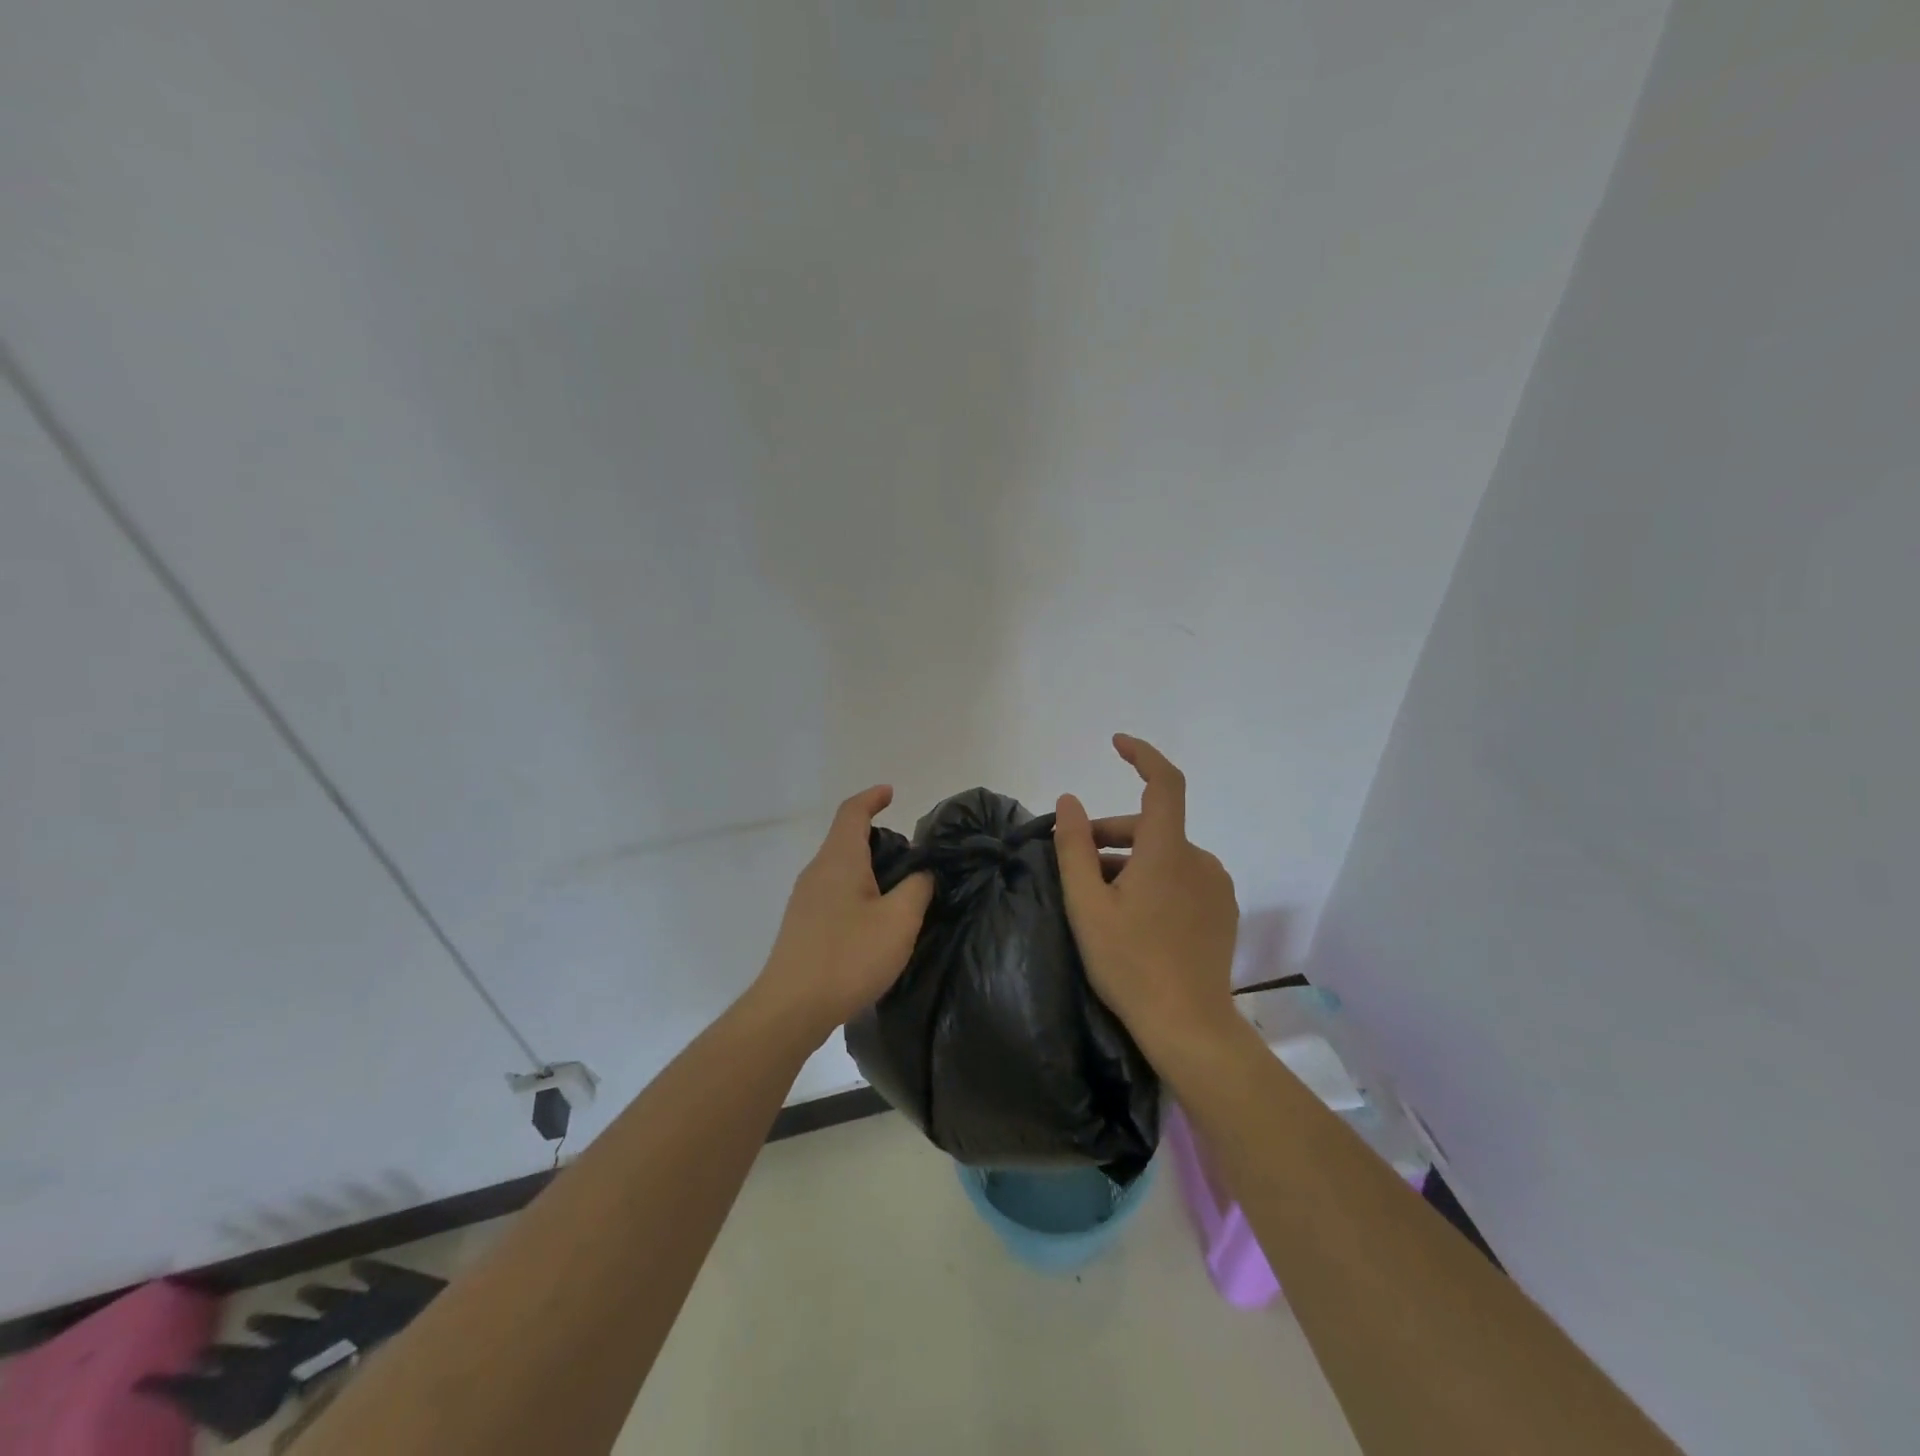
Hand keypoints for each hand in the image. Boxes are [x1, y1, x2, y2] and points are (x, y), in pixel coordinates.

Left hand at [756, 785, 934, 1038]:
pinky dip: (858, 893)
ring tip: (900, 892)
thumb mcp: (899, 921)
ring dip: (869, 870)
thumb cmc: (848, 956)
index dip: (872, 797)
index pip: (852, 812)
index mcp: (839, 859)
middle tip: (912, 858)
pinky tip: (874, 922)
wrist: (791, 1008)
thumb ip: (917, 888)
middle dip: (878, 839)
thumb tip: (922, 873)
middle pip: (846, 840)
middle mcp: (818, 871)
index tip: (891, 792)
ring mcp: (805, 899)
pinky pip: (834, 893)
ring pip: (841, 869)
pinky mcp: (802, 926)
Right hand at [1055, 735, 1240, 1058]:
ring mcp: (1216, 886)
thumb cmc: (1131, 963)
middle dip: (1110, 835)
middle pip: (1151, 826)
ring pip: (1165, 855)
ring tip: (1099, 897)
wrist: (1189, 1027)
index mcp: (1167, 851)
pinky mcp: (1223, 910)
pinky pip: (1182, 877)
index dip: (1142, 755)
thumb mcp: (1088, 906)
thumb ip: (1074, 848)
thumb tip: (1069, 801)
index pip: (1164, 783)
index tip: (1117, 744)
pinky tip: (1134, 915)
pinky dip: (1154, 879)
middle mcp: (1199, 859)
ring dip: (1130, 862)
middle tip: (1075, 865)